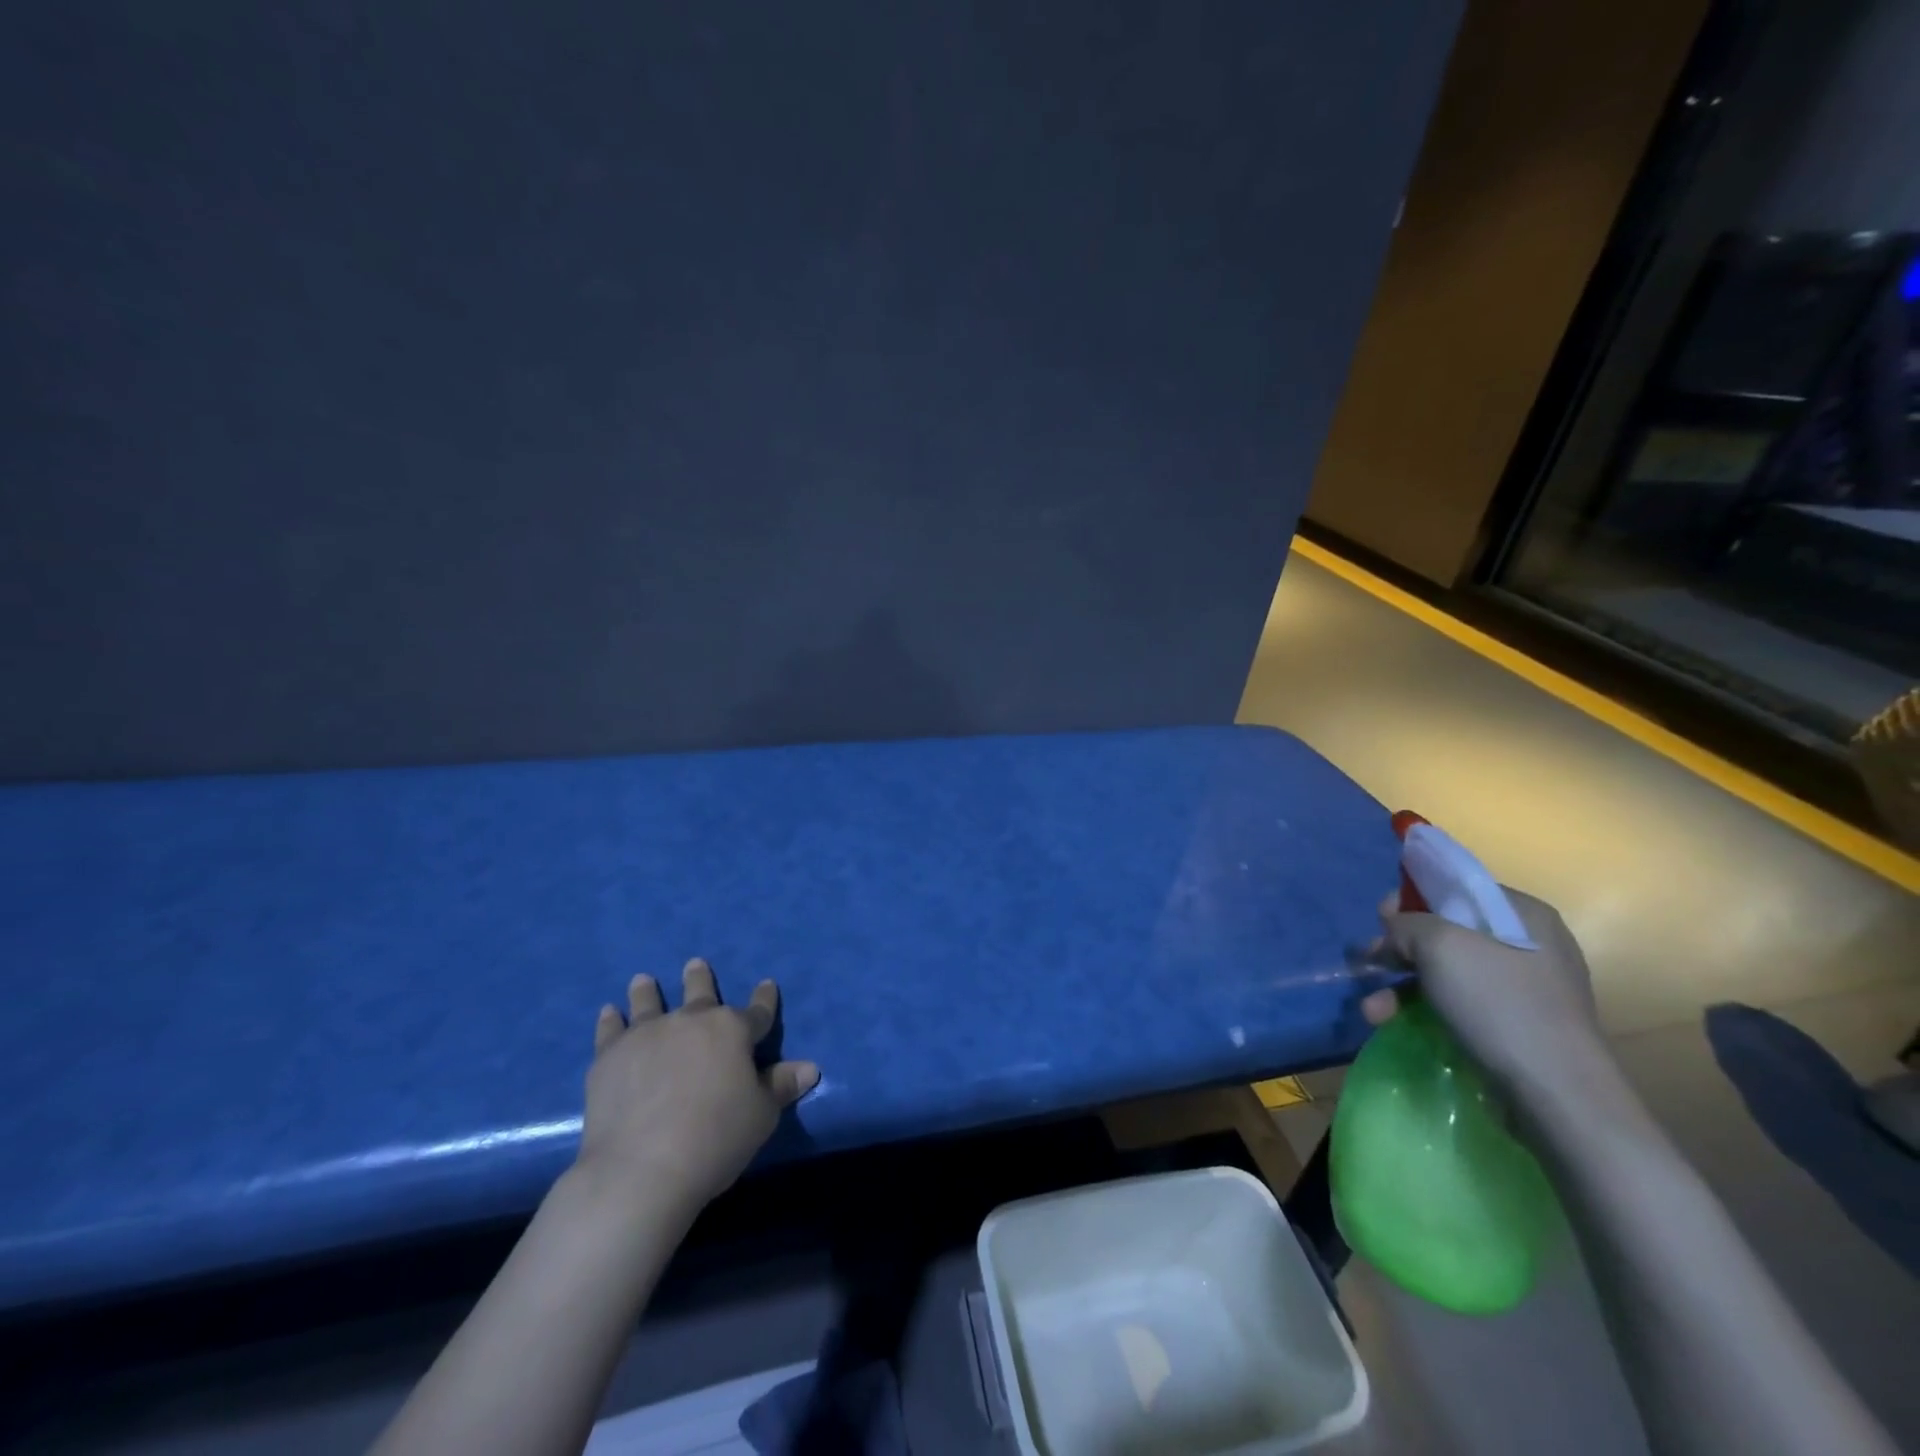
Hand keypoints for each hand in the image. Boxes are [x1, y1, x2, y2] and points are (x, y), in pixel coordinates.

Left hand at [578, 958, 818, 1216]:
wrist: (641, 1168)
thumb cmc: (715, 1140)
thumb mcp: (761, 1116)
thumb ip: (781, 1086)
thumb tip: (809, 1067)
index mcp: (732, 1031)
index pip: (757, 1012)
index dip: (765, 999)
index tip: (767, 985)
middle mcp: (691, 1021)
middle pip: (700, 994)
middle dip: (700, 979)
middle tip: (695, 964)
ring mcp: (647, 1034)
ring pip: (650, 1002)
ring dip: (648, 991)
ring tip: (643, 980)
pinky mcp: (610, 1056)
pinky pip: (611, 1029)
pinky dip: (610, 1019)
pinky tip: (609, 1012)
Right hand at [1361, 886, 1603, 1093]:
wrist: (1558, 1095)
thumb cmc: (1499, 1004)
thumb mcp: (1439, 944)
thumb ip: (1406, 924)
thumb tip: (1396, 931)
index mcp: (1524, 914)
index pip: (1456, 887)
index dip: (1411, 898)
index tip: (1380, 920)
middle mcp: (1530, 944)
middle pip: (1447, 931)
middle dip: (1400, 949)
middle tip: (1369, 965)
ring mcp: (1526, 988)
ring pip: (1447, 972)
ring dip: (1402, 986)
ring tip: (1373, 1011)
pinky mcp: (1518, 1027)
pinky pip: (1459, 1003)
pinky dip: (1424, 1009)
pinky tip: (1394, 1024)